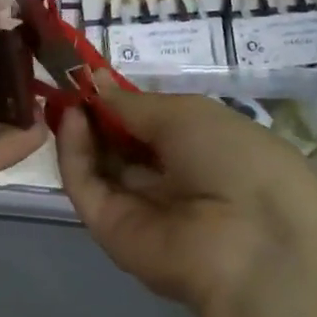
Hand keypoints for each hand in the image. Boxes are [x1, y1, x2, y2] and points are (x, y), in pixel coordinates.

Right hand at [57, 88, 316, 316]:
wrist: (249, 240)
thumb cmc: (234, 160)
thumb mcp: (188, 114)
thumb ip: (134, 103)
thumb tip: (96, 81)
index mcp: (200, 153)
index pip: (150, 126)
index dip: (121, 102)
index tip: (92, 76)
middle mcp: (168, 182)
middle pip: (120, 146)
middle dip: (95, 115)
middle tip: (69, 84)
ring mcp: (136, 208)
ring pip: (98, 165)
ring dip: (81, 130)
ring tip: (67, 97)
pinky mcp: (109, 228)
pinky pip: (86, 186)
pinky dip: (74, 154)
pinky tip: (71, 121)